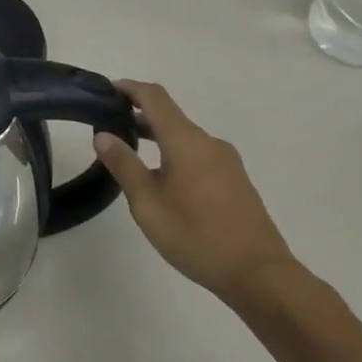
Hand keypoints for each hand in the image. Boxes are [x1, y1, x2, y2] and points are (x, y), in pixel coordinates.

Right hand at [93, 81, 294, 305]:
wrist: (258, 273)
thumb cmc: (196, 235)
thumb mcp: (148, 203)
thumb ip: (124, 165)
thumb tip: (103, 135)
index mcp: (186, 141)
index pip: (155, 97)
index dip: (130, 88)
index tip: (106, 90)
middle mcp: (208, 142)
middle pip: (170, 116)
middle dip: (139, 115)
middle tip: (109, 125)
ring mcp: (226, 162)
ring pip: (185, 137)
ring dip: (157, 136)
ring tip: (131, 153)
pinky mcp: (235, 181)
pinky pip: (198, 154)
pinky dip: (174, 153)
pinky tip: (163, 179)